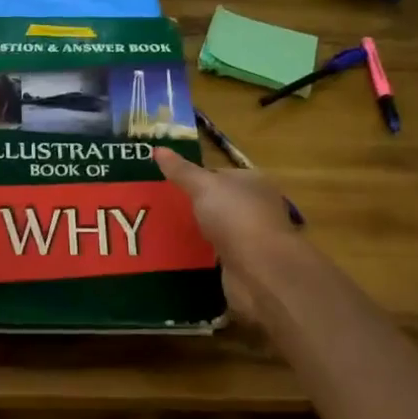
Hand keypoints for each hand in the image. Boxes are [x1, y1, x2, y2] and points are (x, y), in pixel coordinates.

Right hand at [154, 147, 306, 320]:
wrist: (260, 270)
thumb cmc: (235, 217)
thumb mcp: (203, 186)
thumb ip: (181, 171)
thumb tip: (157, 149)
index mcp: (253, 182)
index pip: (221, 174)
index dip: (196, 177)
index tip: (168, 184)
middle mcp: (257, 207)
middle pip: (220, 203)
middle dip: (195, 206)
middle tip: (161, 209)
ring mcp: (252, 238)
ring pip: (218, 230)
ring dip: (198, 232)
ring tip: (163, 233)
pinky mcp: (245, 265)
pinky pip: (217, 255)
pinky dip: (202, 256)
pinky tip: (180, 255)